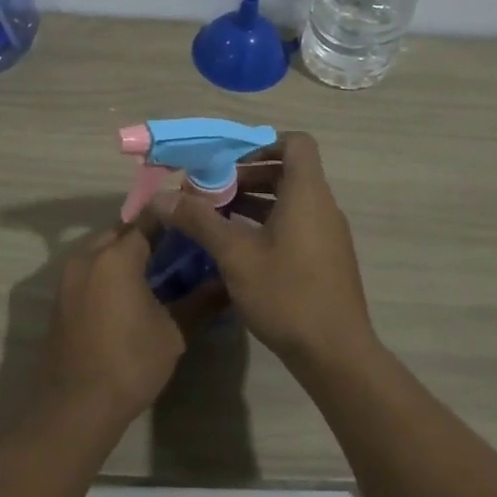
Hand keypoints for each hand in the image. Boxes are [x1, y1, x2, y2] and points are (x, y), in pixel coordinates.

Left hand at [43, 224, 198, 426]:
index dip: (175, 217)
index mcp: (116, 257)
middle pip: (124, 230)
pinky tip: (135, 291)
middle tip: (183, 248)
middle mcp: (88, 256)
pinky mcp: (62, 296)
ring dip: (130, 252)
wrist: (75, 407)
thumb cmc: (130, 364)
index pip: (149, 219)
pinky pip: (92, 269)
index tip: (197, 222)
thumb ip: (201, 301)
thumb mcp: (174, 333)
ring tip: (163, 269)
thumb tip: (229, 283)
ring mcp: (69, 276)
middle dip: (152, 234)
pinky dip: (113, 270)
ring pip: (105, 249)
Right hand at [153, 132, 376, 367]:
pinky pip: (296, 226)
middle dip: (248, 176)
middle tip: (211, 192)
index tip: (229, 162)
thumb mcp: (235, 255)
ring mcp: (328, 235)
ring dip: (254, 202)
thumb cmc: (286, 294)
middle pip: (288, 172)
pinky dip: (268, 225)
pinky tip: (238, 249)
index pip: (296, 143)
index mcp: (307, 194)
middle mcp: (323, 207)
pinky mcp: (326, 259)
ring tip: (216, 219)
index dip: (263, 144)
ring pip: (290, 202)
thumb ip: (199, 220)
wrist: (335, 353)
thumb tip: (161, 196)